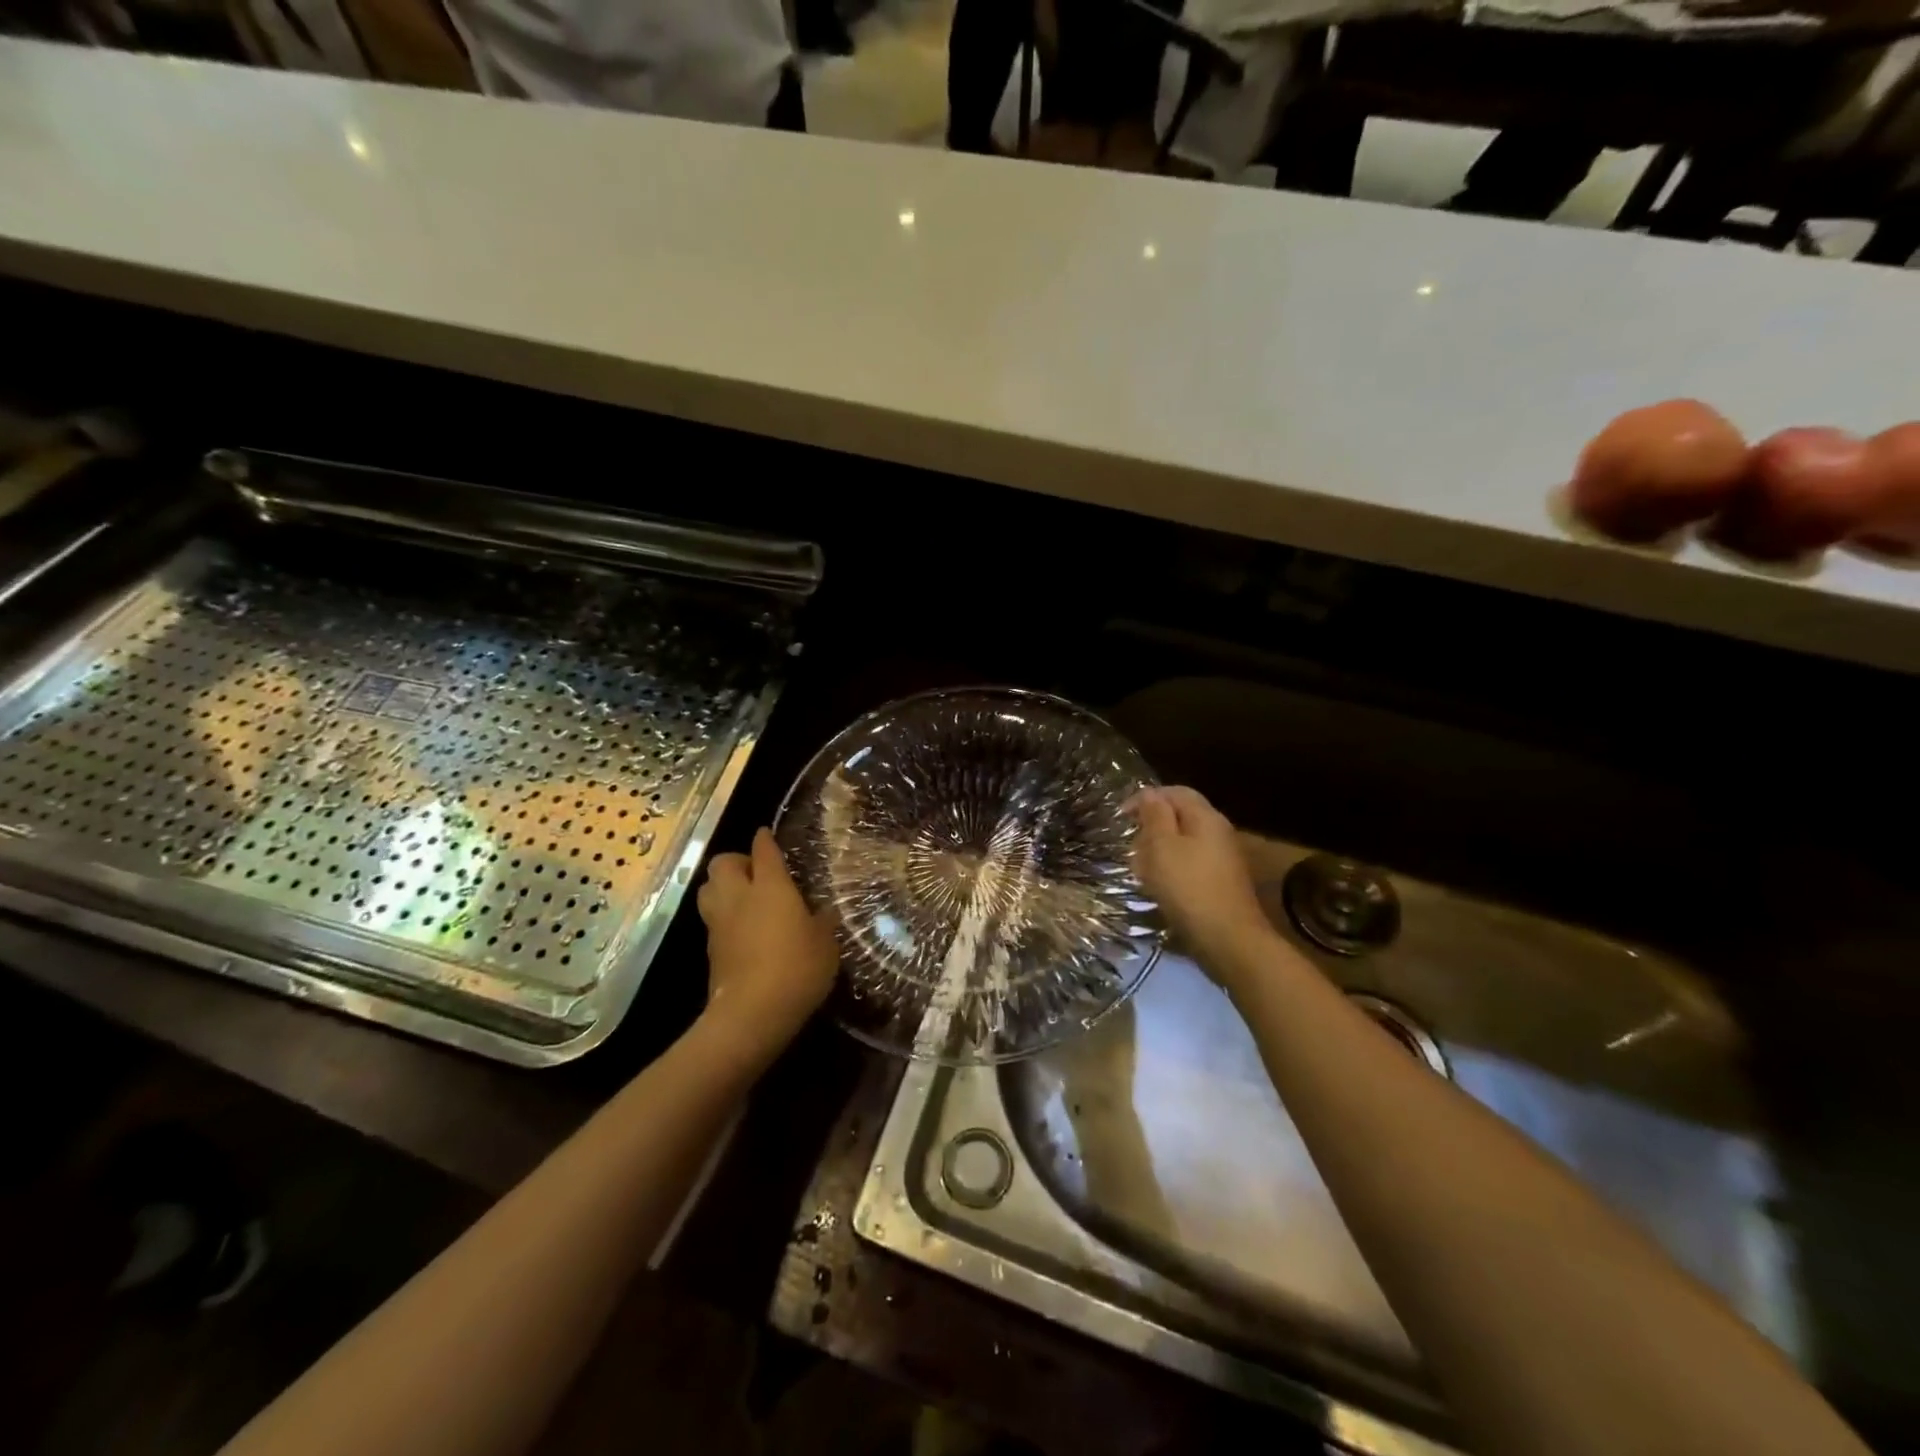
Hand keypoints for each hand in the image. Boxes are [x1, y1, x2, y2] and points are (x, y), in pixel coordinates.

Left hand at [695, 828, 837, 1064]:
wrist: (751, 1014)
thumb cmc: (797, 969)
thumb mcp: (826, 944)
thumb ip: (823, 921)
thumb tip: (825, 910)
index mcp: (770, 887)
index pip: (763, 850)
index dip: (765, 839)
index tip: (767, 834)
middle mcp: (739, 897)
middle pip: (722, 863)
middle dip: (736, 861)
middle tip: (756, 873)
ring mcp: (719, 923)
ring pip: (708, 889)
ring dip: (722, 887)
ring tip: (744, 898)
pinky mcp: (710, 949)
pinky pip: (712, 920)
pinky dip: (723, 917)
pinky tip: (743, 930)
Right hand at [1130, 786, 1273, 968]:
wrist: (1228, 940)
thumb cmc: (1188, 887)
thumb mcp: (1162, 846)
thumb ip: (1155, 816)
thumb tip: (1149, 794)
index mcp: (1205, 817)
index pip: (1175, 792)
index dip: (1146, 798)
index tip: (1122, 816)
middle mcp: (1218, 832)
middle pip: (1181, 816)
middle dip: (1152, 825)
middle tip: (1130, 843)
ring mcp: (1222, 858)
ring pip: (1184, 842)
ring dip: (1159, 849)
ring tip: (1139, 867)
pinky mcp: (1220, 882)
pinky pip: (1190, 864)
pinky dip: (1171, 868)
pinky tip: (1158, 885)